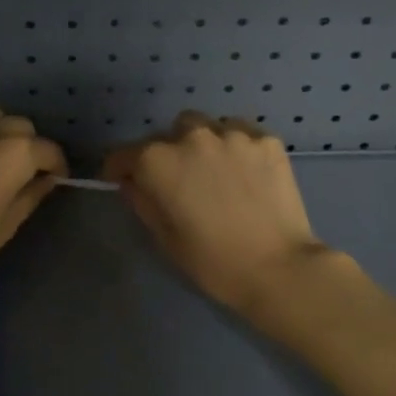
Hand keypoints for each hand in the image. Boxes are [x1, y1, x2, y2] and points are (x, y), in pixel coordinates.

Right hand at [103, 112, 333, 313]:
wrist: (277, 267)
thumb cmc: (212, 261)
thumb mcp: (164, 237)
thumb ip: (142, 201)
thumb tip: (133, 182)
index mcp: (158, 161)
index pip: (123, 154)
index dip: (118, 169)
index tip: (121, 181)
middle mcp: (192, 136)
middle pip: (168, 134)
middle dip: (167, 153)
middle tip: (178, 181)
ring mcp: (233, 134)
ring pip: (207, 128)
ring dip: (202, 146)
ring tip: (215, 173)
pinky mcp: (266, 140)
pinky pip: (241, 135)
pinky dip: (236, 149)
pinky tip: (245, 174)